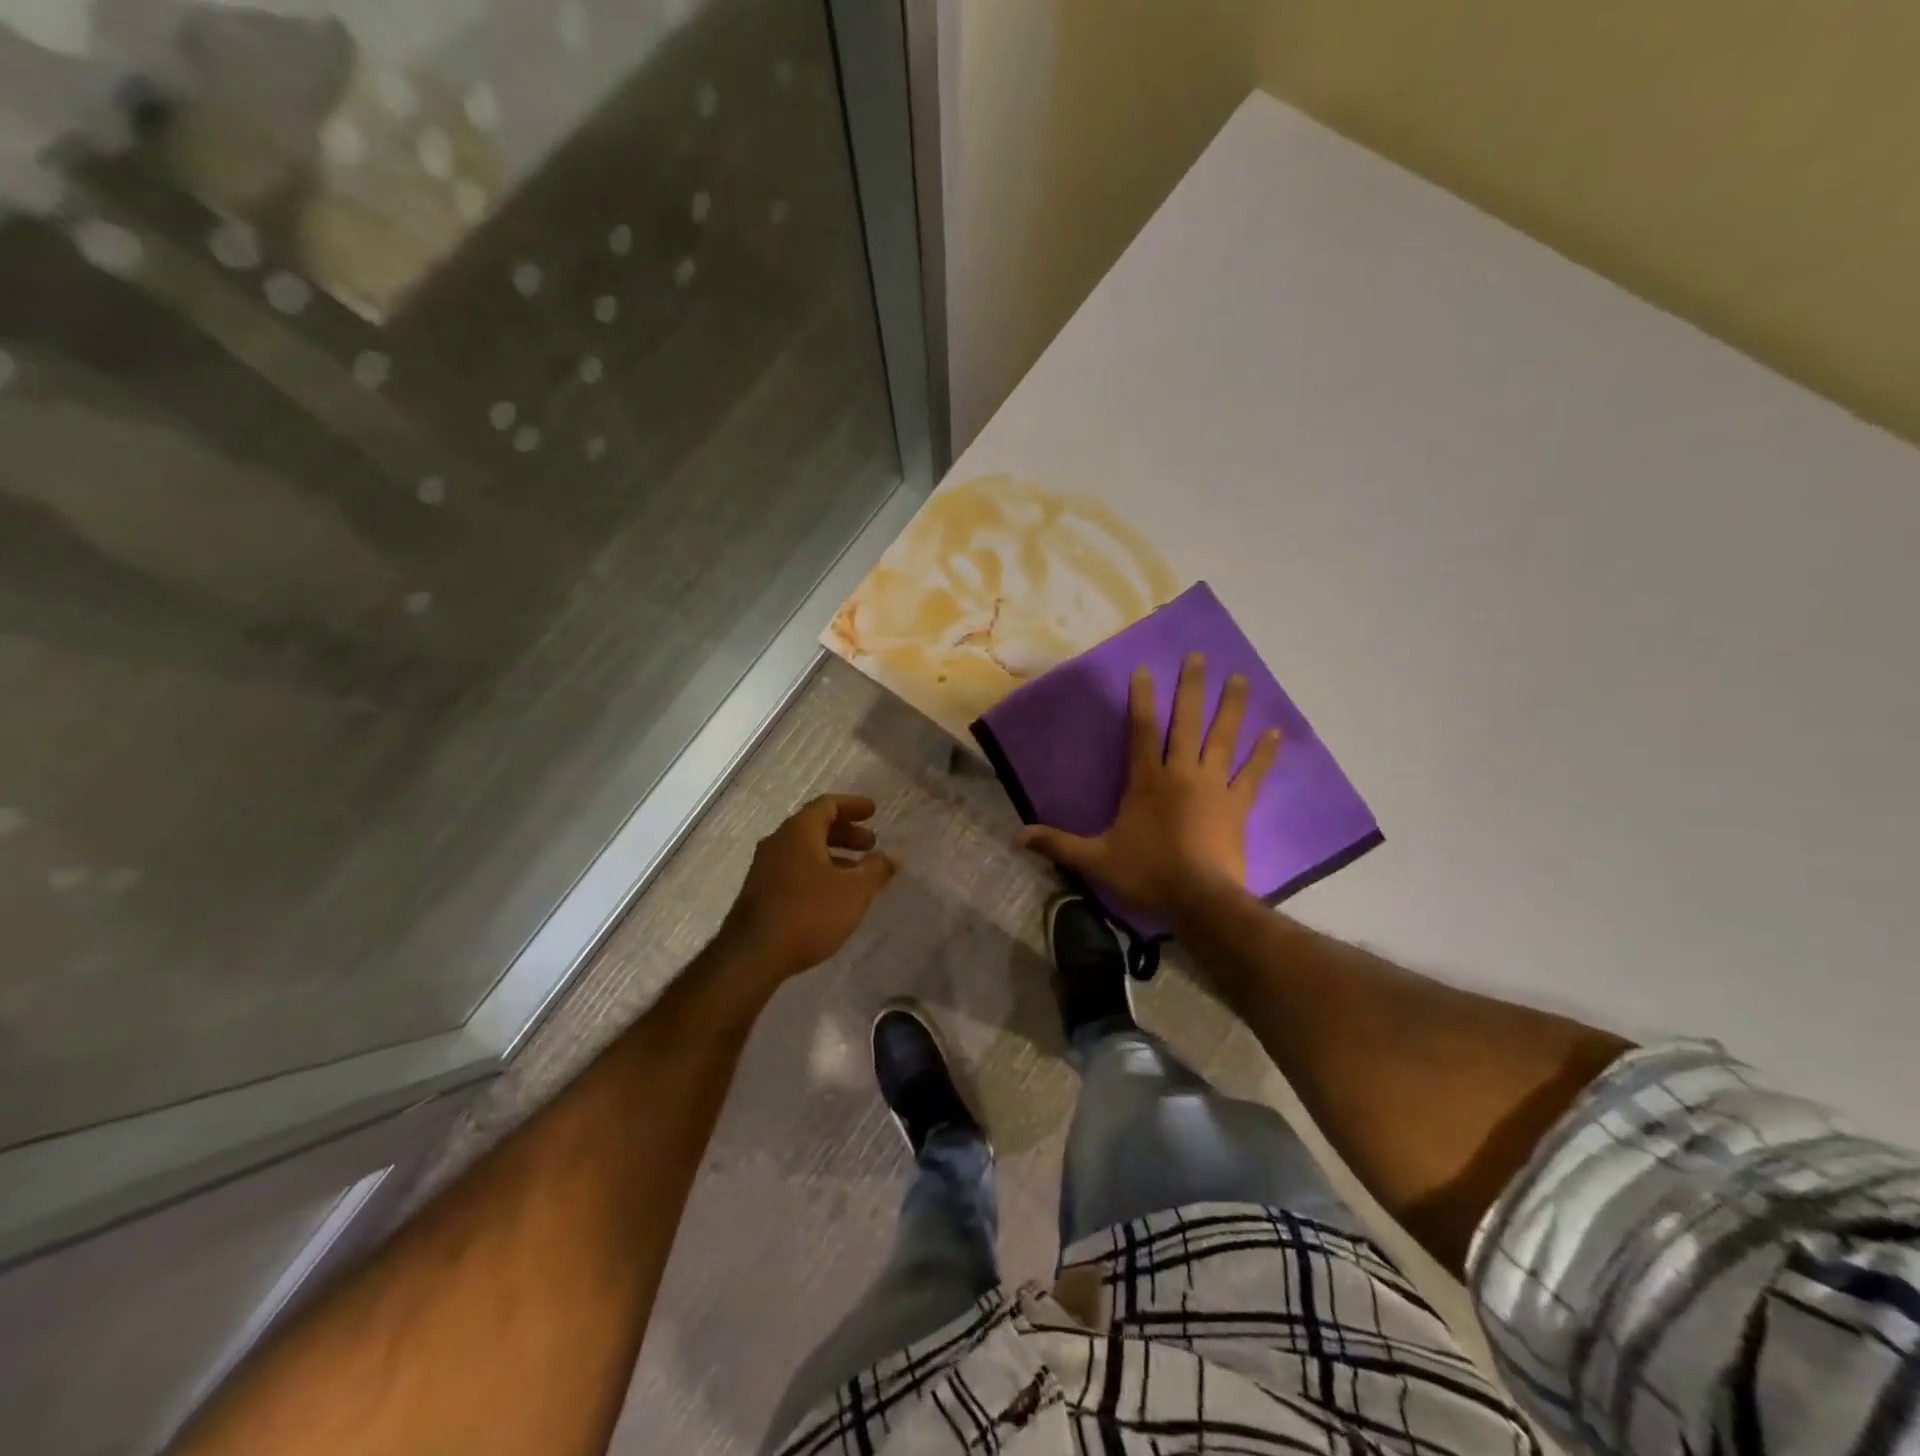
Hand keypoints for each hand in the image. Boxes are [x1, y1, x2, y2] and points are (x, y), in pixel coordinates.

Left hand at [718, 794, 897, 979]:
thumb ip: (876, 869)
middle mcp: (778, 842)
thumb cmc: (809, 913)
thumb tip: (892, 856)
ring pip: (804, 849)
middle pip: (815, 826)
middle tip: (871, 844)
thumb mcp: (854, 891)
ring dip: (833, 854)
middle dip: (846, 832)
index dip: (853, 805)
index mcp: (799, 831)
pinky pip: (794, 868)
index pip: (827, 805)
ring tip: (857, 872)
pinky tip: (833, 894)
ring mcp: (765, 867)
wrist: (753, 955)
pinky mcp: (760, 892)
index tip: (873, 811)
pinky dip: (818, 870)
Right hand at [1018, 654, 1278, 922]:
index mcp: (1147, 780)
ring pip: (1223, 738)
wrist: (1200, 900)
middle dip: (1192, 687)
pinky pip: (1253, 773)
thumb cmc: (1147, 873)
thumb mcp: (1096, 859)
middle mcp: (1182, 773)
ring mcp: (1214, 786)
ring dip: (1231, 707)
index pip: (1141, 730)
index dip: (1141, 698)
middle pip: (1187, 722)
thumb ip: (1058, 844)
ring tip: (1240, 677)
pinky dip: (1264, 753)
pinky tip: (1275, 732)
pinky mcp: (1238, 805)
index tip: (1144, 670)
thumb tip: (1017, 837)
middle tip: (1199, 656)